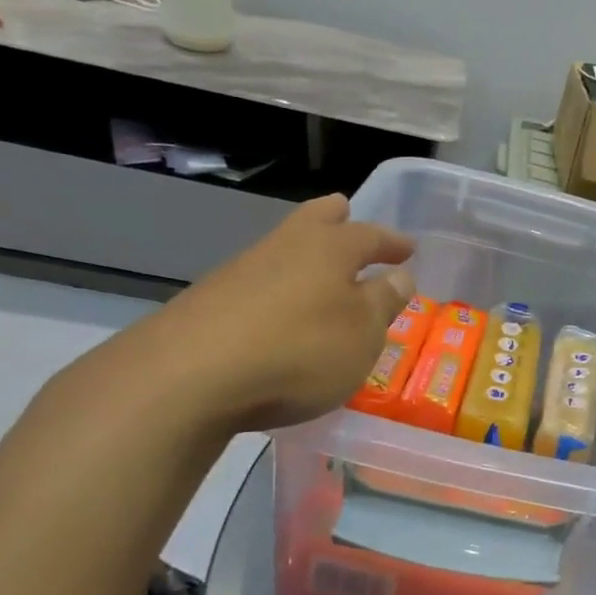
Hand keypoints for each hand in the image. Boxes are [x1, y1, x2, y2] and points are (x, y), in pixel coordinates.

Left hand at [89, 195, 414, 433]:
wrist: (187, 378)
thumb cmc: (298, 350)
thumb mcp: (361, 334)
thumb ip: (382, 303)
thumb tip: (399, 276)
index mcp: (329, 248)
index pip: (370, 236)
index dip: (392, 243)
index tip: (408, 249)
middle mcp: (284, 248)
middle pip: (314, 219)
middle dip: (336, 219)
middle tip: (348, 217)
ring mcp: (240, 271)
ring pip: (282, 250)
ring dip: (304, 258)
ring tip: (320, 277)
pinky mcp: (208, 301)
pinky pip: (257, 284)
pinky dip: (277, 291)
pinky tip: (279, 316)